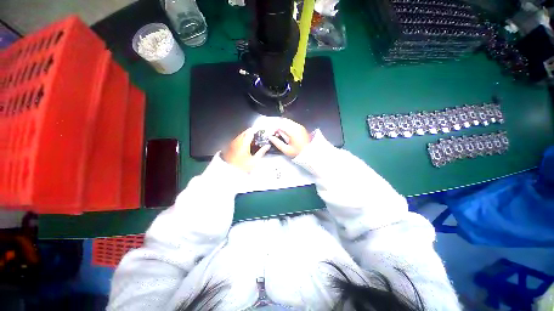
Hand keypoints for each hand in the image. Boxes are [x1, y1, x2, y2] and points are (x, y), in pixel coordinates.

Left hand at [222, 128, 269, 171]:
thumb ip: (262, 152)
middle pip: (244, 132)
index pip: (250, 133)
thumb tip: (267, 146)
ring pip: (240, 135)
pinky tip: (244, 142)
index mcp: (244, 143)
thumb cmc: (243, 166)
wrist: (230, 171)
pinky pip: (237, 139)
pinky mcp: (230, 146)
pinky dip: (241, 138)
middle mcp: (238, 141)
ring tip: (250, 137)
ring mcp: (233, 143)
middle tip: (255, 132)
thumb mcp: (255, 160)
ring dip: (245, 134)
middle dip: (250, 131)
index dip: (255, 130)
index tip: (258, 129)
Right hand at [269, 118, 309, 156]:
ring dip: (283, 126)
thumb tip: (270, 137)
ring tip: (281, 134)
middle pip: (284, 121)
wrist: (309, 153)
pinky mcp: (301, 128)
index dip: (275, 129)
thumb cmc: (297, 152)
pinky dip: (287, 126)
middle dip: (278, 126)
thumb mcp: (286, 149)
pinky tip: (287, 133)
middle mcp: (296, 126)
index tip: (273, 134)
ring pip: (288, 121)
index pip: (280, 125)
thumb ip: (277, 142)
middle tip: (276, 134)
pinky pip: (292, 123)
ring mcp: (299, 126)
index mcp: (292, 131)